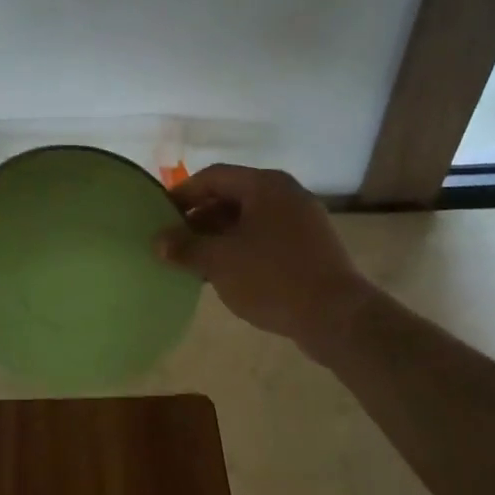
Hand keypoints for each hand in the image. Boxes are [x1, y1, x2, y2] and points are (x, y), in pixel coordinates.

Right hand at [158, 165, 368, 348]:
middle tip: (173, 241)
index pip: (213, 177)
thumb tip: (157, 241)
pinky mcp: (310, 248)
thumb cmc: (273, 278)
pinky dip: (240, 249)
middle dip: (199, 218)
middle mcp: (286, 195)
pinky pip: (265, 238)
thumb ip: (185, 247)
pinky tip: (224, 274)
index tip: (159, 215)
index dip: (182, 194)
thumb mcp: (219, 261)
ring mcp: (302, 221)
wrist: (336, 317)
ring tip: (193, 260)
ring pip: (248, 220)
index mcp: (265, 186)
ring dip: (218, 237)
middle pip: (231, 197)